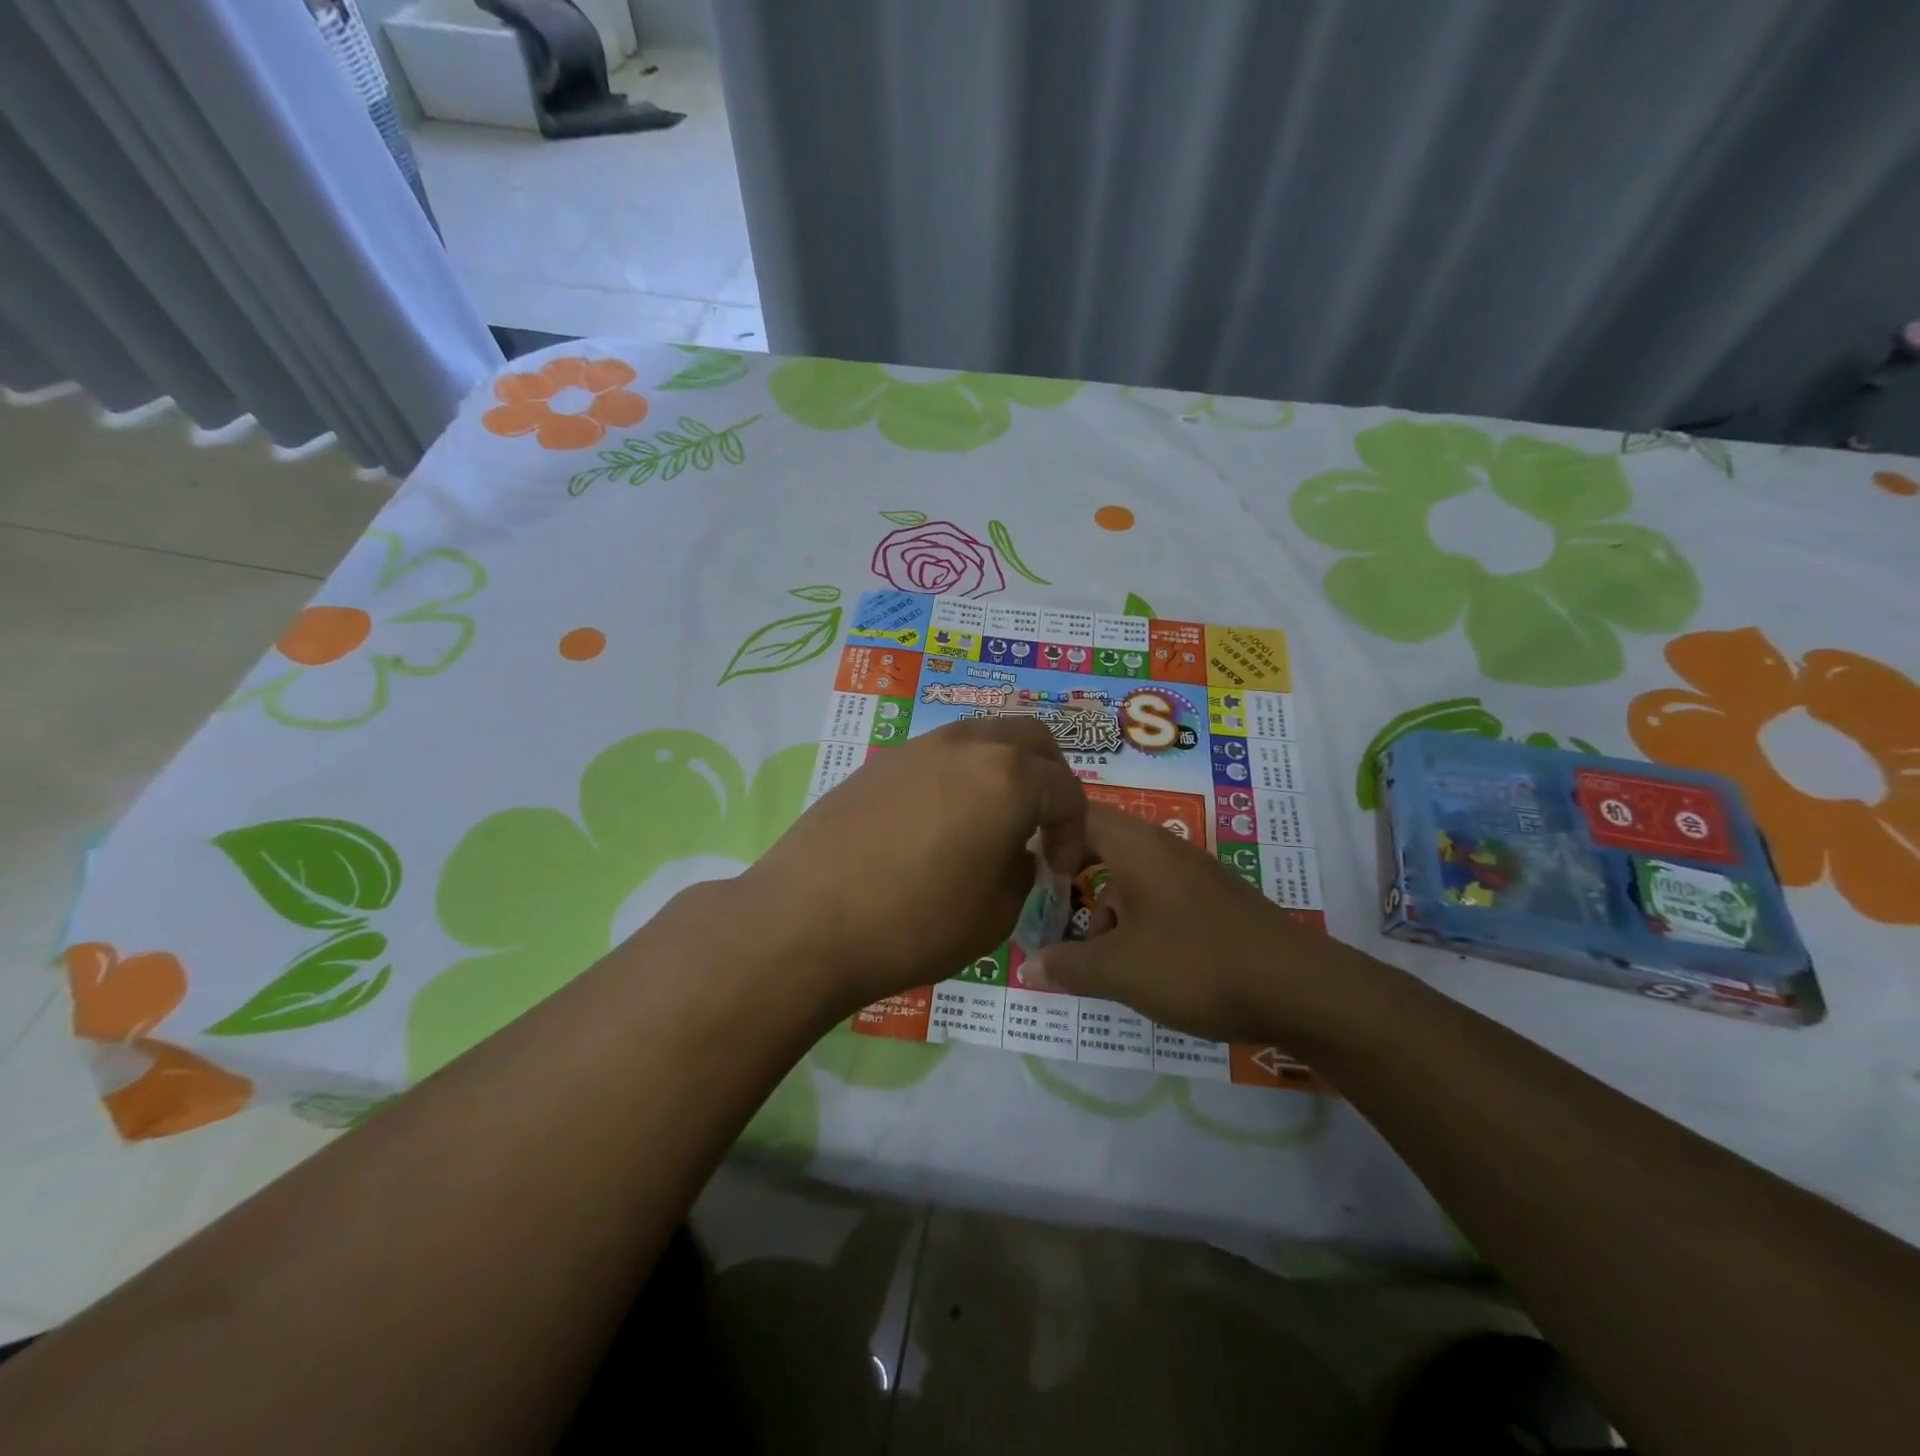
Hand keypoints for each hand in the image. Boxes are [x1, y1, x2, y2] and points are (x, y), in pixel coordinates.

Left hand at [727, 719, 1087, 1018]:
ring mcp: (917, 747)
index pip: (1066, 790)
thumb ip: (1021, 872)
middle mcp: (966, 746)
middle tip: (1041, 825)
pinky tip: (940, 822)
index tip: (1060, 869)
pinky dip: (960, 776)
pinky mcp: (878, 762)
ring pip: (982, 736)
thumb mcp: (994, 915)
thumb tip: (1014, 852)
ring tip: (991, 820)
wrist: (803, 922)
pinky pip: (939, 754)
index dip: (1075, 832)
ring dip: (1002, 770)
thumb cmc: (912, 924)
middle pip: (1030, 739)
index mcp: (1008, 778)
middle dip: (1049, 778)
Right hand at [1022, 804, 1352, 1043]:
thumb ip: (1067, 965)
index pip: (1076, 813)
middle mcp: (1163, 848)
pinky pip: (1156, 900)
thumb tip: (1027, 965)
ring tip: (1099, 960)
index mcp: (1136, 845)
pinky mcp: (1212, 903)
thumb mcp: (1119, 970)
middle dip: (1072, 884)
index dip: (1045, 834)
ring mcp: (1191, 875)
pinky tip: (1141, 968)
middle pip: (1100, 847)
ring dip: (1105, 912)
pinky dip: (1136, 924)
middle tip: (1050, 918)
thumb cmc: (1197, 964)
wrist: (1301, 990)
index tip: (1024, 872)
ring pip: (1129, 879)